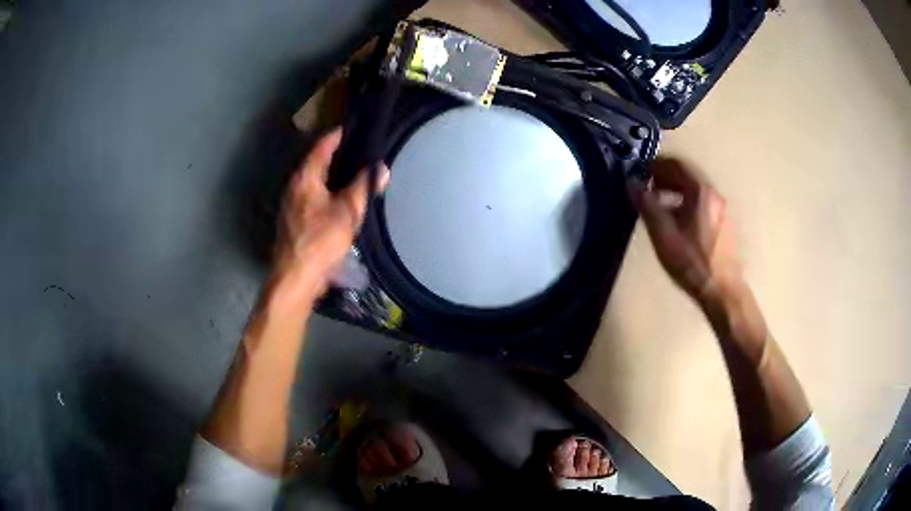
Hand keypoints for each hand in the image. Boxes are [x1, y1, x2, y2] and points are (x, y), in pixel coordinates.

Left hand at [274, 128, 388, 299]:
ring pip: (312, 180)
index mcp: (305, 179)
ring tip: (350, 170)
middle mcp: (294, 186)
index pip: (321, 147)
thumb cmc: (320, 241)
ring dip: (328, 172)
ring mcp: (290, 204)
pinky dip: (324, 189)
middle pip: (314, 162)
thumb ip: (364, 187)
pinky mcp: (293, 220)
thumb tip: (381, 168)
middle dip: (333, 153)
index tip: (351, 128)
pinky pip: (310, 195)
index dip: (336, 136)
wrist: (296, 276)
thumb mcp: (347, 212)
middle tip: (356, 147)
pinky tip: (337, 197)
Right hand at [630, 158, 742, 305]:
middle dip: (664, 176)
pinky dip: (686, 200)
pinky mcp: (723, 221)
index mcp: (700, 191)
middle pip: (687, 173)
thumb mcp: (663, 235)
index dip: (655, 164)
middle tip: (647, 186)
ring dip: (675, 188)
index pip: (676, 164)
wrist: (722, 290)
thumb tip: (631, 182)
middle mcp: (713, 193)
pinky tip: (677, 219)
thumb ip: (647, 205)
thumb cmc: (691, 263)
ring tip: (659, 202)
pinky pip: (702, 200)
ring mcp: (721, 207)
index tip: (639, 172)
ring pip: (695, 188)